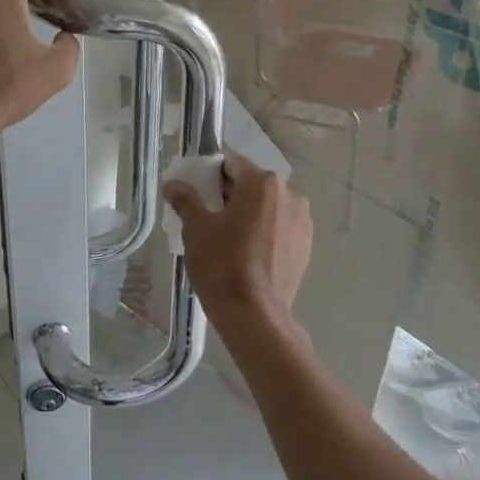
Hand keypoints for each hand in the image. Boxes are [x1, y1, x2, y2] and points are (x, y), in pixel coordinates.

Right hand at [164, 153, 312, 333]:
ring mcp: (302, 221)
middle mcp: (289, 194)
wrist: (254, 315)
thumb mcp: (196, 229)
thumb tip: (172, 184)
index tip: (197, 190)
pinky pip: (280, 226)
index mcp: (262, 183)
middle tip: (208, 214)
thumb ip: (186, 200)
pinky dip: (264, 230)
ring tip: (228, 235)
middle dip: (230, 193)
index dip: (211, 173)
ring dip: (250, 212)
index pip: (231, 163)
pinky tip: (248, 251)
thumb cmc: (222, 264)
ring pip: (268, 206)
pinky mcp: (306, 245)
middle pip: (252, 183)